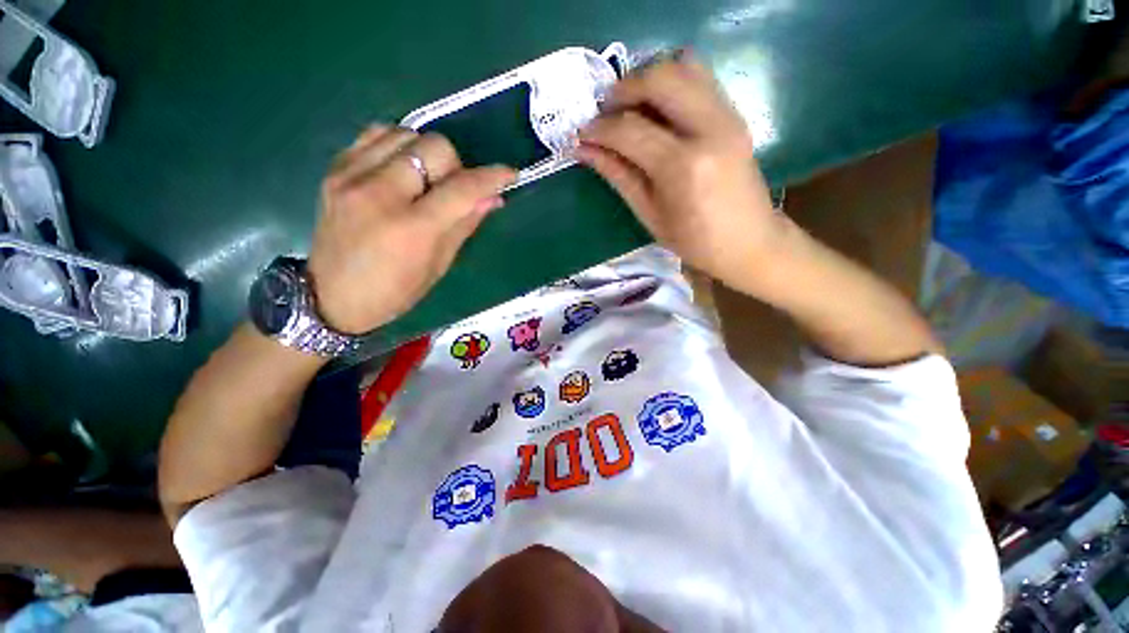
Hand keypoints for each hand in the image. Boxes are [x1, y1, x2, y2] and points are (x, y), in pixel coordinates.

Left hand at [308, 126, 515, 333]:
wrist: (331, 296)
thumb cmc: (394, 292)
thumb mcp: (439, 265)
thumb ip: (465, 224)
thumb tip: (494, 198)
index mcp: (411, 228)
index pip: (462, 189)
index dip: (492, 177)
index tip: (509, 173)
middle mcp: (379, 193)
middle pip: (434, 146)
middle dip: (455, 166)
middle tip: (452, 190)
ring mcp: (351, 175)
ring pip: (406, 133)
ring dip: (426, 154)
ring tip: (425, 181)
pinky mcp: (335, 169)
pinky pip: (376, 135)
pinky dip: (398, 146)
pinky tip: (401, 170)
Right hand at [577, 52, 780, 291]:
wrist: (750, 241)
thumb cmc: (694, 241)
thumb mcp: (649, 214)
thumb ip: (618, 175)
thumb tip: (584, 149)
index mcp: (682, 167)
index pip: (630, 130)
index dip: (600, 129)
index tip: (582, 134)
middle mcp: (708, 130)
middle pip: (660, 79)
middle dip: (623, 89)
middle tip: (604, 112)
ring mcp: (727, 117)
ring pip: (683, 66)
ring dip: (648, 79)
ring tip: (629, 106)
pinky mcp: (734, 114)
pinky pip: (699, 78)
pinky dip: (670, 83)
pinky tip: (656, 109)